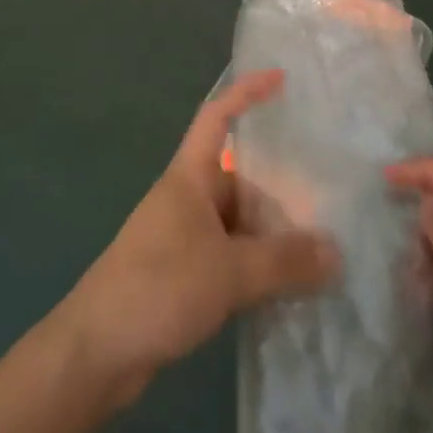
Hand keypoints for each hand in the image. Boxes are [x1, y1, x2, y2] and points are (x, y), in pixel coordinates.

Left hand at [56, 69, 339, 405]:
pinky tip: (289, 282)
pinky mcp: (185, 274)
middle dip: (280, 184)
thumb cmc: (157, 288)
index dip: (246, 92)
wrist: (95, 353)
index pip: (217, 117)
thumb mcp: (228, 272)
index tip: (281, 79)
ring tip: (322, 241)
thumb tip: (338, 253)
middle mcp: (188, 199)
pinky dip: (258, 263)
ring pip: (239, 221)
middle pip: (241, 176)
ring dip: (272, 231)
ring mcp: (185, 237)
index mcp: (190, 177)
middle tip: (329, 191)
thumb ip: (284, 262)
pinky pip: (232, 255)